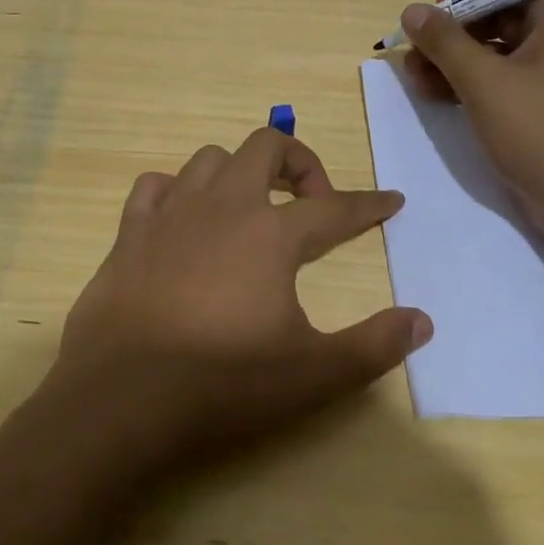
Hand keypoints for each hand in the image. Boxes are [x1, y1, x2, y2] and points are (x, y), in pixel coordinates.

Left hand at [52, 128, 430, 474]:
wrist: (120, 398)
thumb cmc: (222, 382)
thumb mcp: (312, 374)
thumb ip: (373, 345)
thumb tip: (422, 320)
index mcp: (271, 234)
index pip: (335, 207)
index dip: (368, 204)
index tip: (391, 200)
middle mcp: (223, 206)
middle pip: (265, 146)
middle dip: (298, 162)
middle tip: (309, 201)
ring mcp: (171, 213)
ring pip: (210, 158)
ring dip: (238, 172)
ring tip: (249, 208)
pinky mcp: (130, 231)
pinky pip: (155, 185)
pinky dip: (175, 191)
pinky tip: (183, 219)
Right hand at [401, 0, 543, 240]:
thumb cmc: (540, 132)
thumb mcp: (483, 82)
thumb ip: (445, 42)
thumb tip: (412, 11)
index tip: (433, 14)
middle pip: (500, 15)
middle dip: (452, 33)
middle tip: (414, 52)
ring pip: (496, 50)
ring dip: (454, 60)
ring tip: (414, 77)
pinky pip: (503, 79)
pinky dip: (470, 83)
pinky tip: (436, 95)